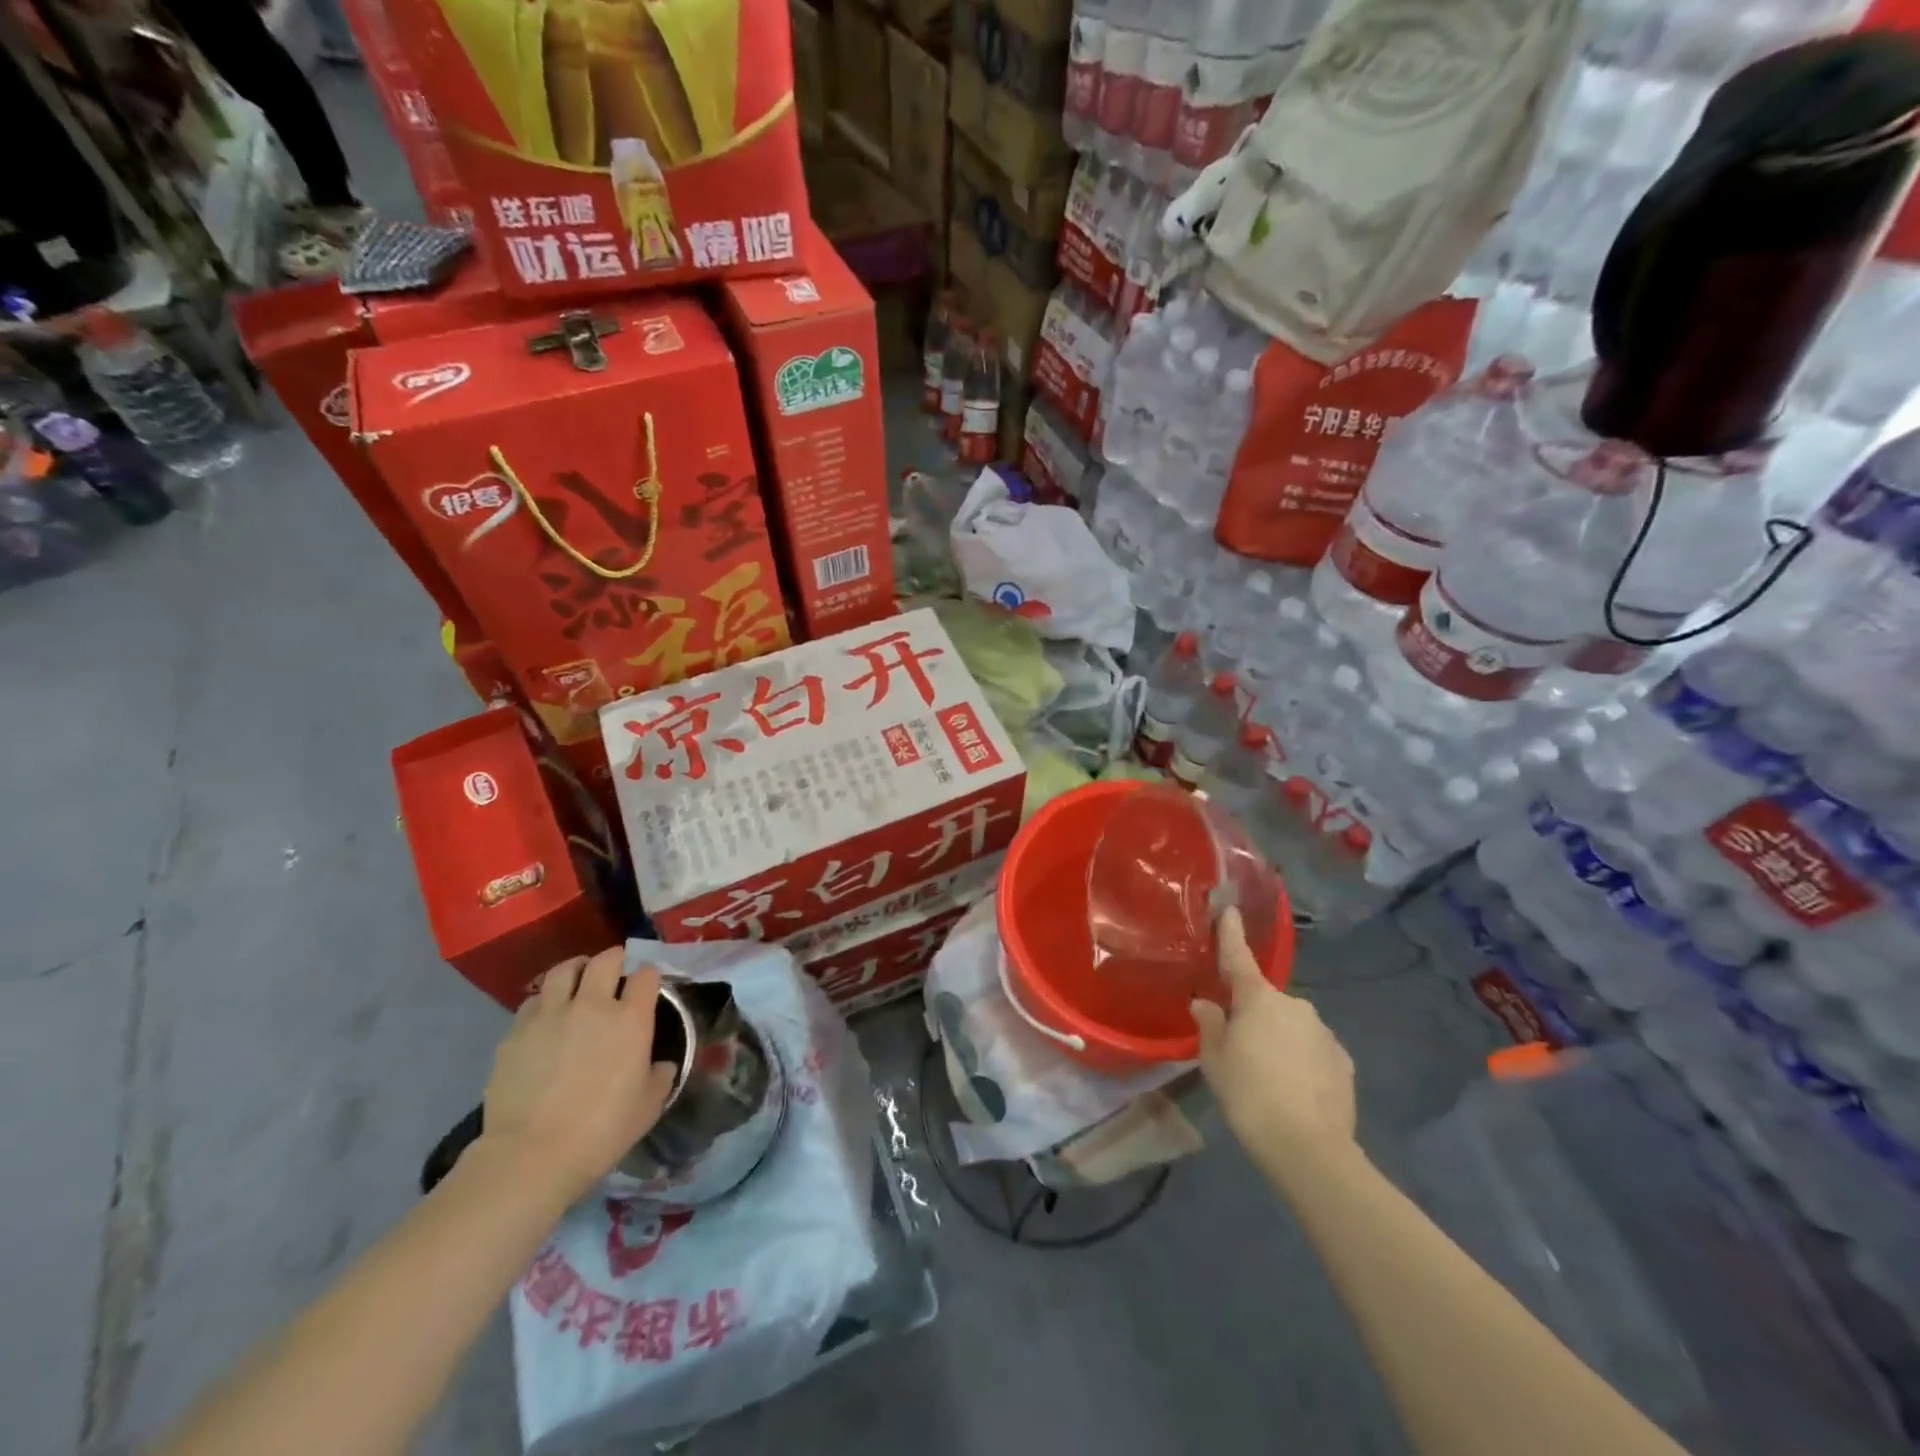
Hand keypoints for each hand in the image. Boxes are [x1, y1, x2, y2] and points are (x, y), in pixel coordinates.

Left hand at [478, 948, 678, 1206]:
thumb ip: (659, 1076)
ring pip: (563, 970)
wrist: (532, 1154)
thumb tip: (661, 1065)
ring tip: (577, 980)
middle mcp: (592, 1005)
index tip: (647, 986)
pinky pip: (533, 1002)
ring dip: (575, 970)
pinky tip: (545, 1018)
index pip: (646, 975)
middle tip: (615, 970)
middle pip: (605, 960)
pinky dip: (544, 1002)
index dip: (648, 976)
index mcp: (631, 1019)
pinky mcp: (515, 1032)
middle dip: (614, 959)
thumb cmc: (602, 1130)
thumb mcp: (648, 1106)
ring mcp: (550, 1015)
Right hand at [1192, 909, 1356, 1166]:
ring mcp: (1323, 1032)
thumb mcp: (1214, 1061)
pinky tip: (1295, 1089)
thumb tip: (1206, 1004)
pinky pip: (1313, 1050)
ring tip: (1269, 1076)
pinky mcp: (1343, 1061)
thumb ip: (1210, 1026)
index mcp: (1258, 999)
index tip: (1230, 908)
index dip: (1231, 933)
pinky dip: (1302, 1061)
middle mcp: (1294, 1005)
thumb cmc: (1249, 1094)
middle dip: (1254, 1015)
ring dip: (1280, 1039)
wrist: (1309, 1148)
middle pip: (1266, 1001)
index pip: (1239, 957)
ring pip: (1292, 1026)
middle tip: (1240, 1048)